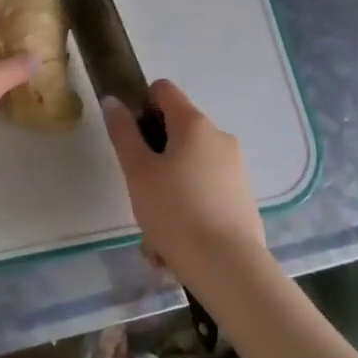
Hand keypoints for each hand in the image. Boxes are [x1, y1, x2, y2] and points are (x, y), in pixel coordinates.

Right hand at [105, 80, 265, 291]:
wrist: (229, 268)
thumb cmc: (175, 212)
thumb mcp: (138, 172)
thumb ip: (123, 133)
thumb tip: (113, 100)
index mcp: (194, 124)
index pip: (164, 90)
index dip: (142, 104)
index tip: (130, 137)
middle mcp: (220, 137)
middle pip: (177, 132)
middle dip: (154, 158)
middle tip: (139, 193)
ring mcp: (236, 168)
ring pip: (189, 168)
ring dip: (168, 190)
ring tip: (155, 233)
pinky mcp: (243, 198)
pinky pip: (206, 192)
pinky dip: (188, 209)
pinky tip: (175, 245)